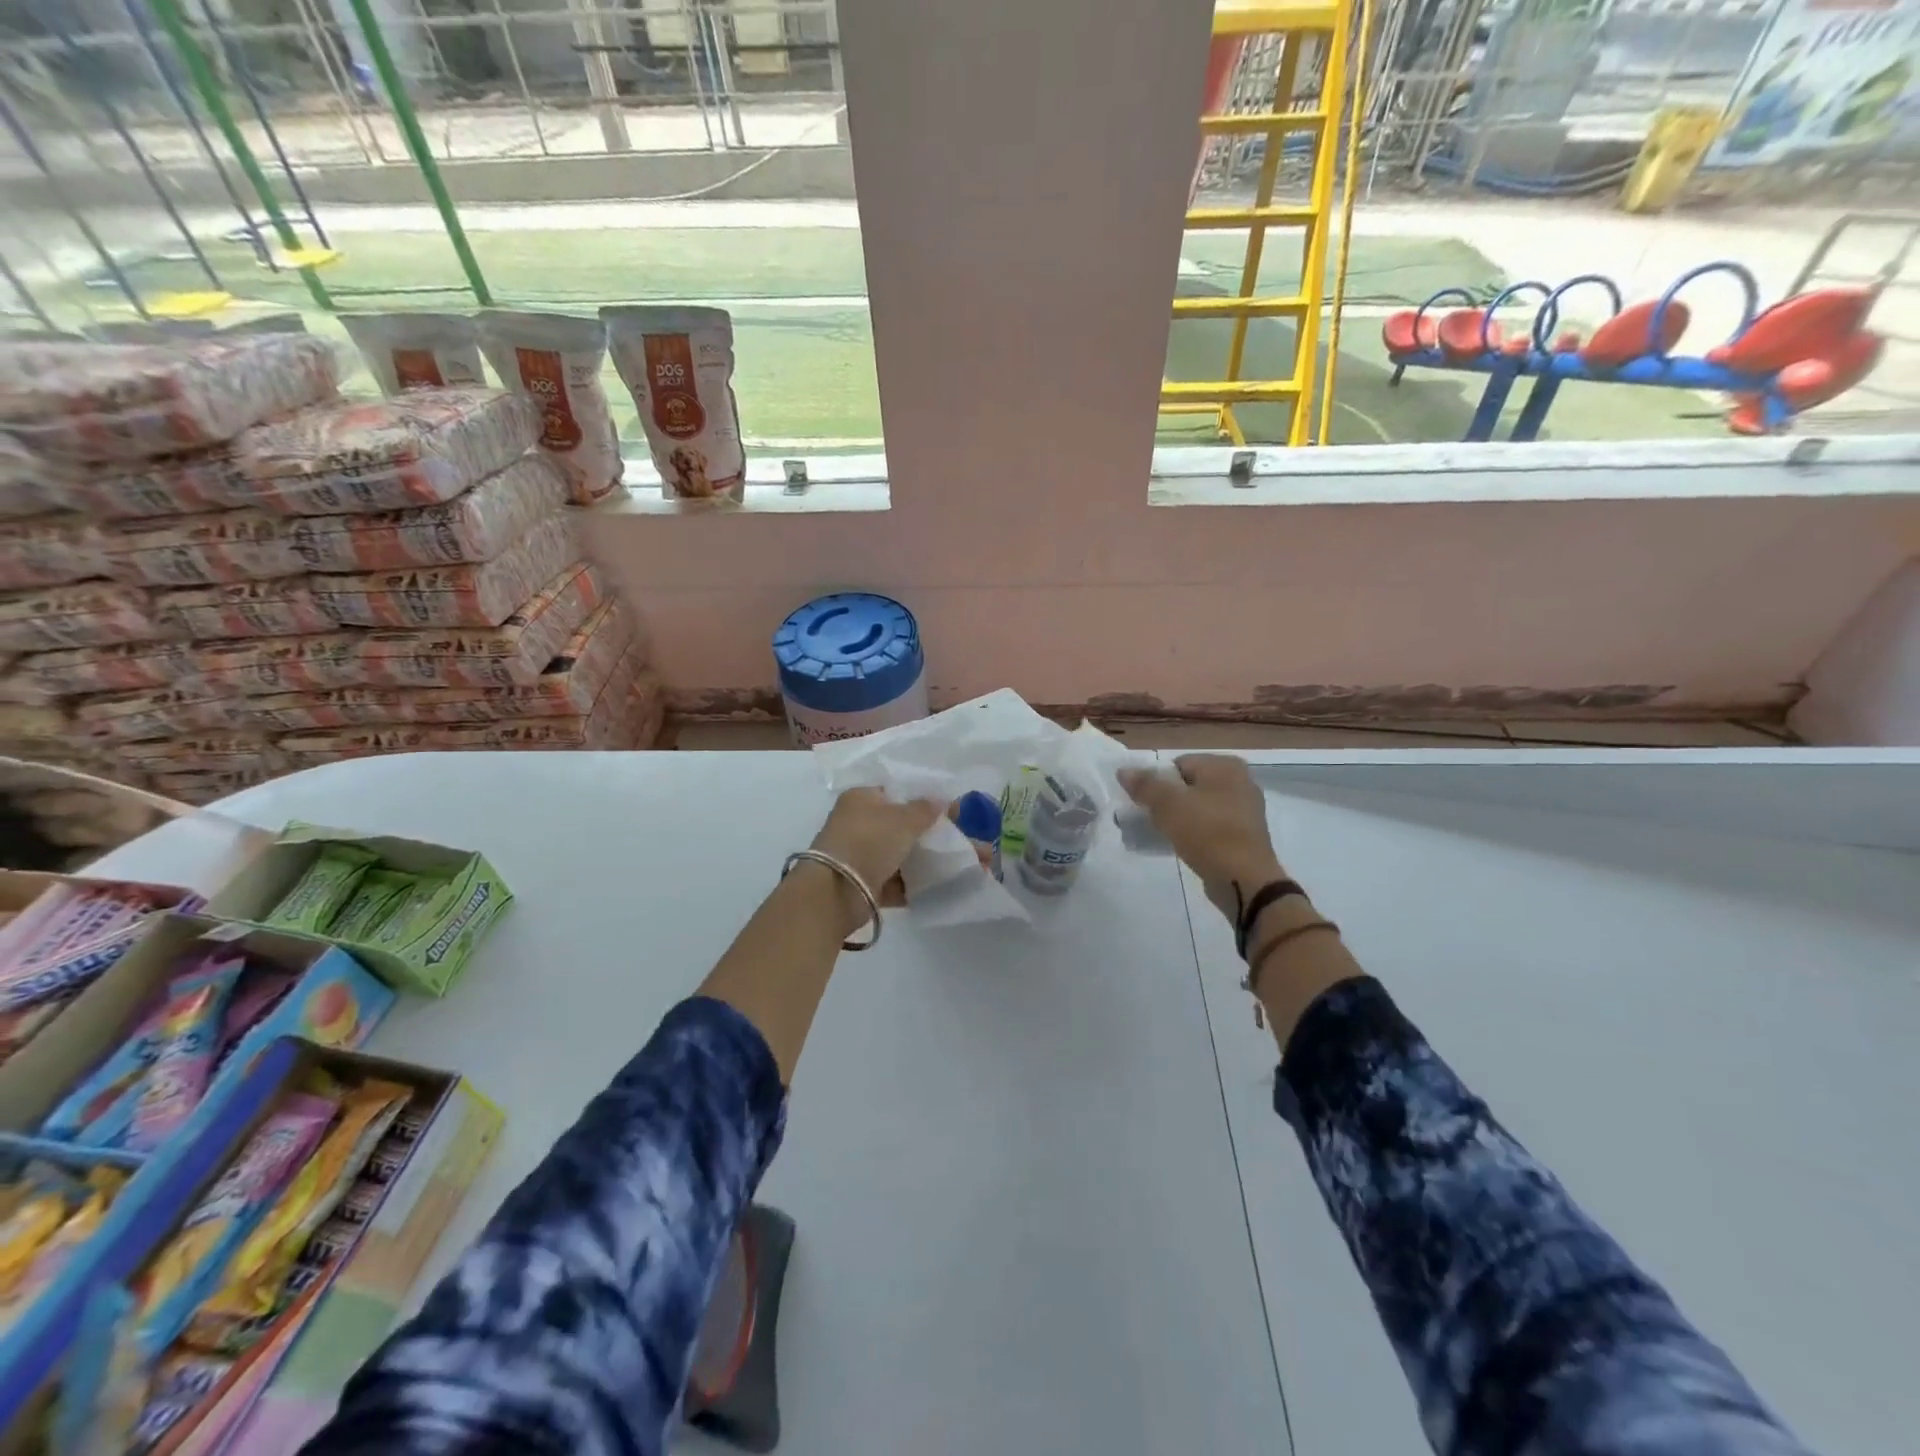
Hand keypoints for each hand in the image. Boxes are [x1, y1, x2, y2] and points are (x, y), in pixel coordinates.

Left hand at [809, 788, 944, 930]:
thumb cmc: (868, 841)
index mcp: (860, 799)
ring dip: (921, 859)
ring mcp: (859, 855)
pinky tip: (939, 884)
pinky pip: (894, 880)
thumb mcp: (903, 819)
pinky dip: (912, 883)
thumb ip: (925, 809)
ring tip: (954, 860)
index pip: (894, 792)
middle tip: (955, 835)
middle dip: (925, 831)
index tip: (948, 808)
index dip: (920, 798)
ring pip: (897, 853)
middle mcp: (856, 823)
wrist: (837, 891)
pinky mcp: (864, 883)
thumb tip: (941, 800)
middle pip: (897, 824)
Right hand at [1117, 755, 1284, 919]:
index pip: (1179, 764)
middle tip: (1151, 819)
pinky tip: (1184, 845)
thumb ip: (1145, 784)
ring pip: (1199, 806)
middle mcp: (1240, 781)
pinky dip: (1196, 832)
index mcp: (1225, 765)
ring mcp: (1245, 809)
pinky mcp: (1245, 835)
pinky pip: (1211, 825)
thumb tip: (1124, 770)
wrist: (1243, 879)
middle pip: (1189, 785)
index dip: (1157, 782)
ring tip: (1164, 834)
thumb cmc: (1206, 832)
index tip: (1145, 803)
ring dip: (1179, 818)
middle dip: (1167, 800)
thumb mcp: (1168, 804)